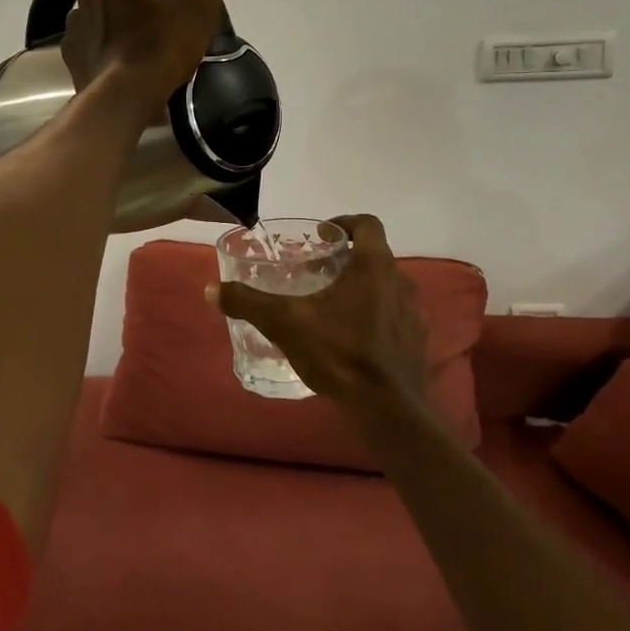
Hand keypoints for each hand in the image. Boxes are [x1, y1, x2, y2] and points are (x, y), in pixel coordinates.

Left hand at [61, 0, 234, 115]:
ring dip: (121, 31)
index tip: (178, 14)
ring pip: (106, 20)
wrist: (124, 97)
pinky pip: (93, 47)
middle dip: (140, 8)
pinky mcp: (70, 55)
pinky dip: (107, 54)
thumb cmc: (162, 46)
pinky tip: (125, 70)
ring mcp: (73, 24)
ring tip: (145, 57)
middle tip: (165, 35)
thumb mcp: (201, 7)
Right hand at [213, 215, 430, 408]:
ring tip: (333, 308)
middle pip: (375, 256)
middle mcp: (401, 281)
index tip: (322, 235)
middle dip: (347, 260)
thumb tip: (211, 289)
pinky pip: (396, 317)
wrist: (388, 408)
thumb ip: (248, 303)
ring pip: (386, 287)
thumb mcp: (285, 324)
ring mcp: (414, 312)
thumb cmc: (340, 353)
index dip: (345, 222)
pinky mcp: (418, 340)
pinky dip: (376, 317)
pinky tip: (354, 339)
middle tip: (318, 273)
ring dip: (363, 289)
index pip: (368, 224)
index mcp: (374, 266)